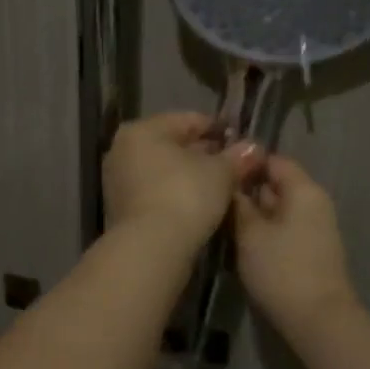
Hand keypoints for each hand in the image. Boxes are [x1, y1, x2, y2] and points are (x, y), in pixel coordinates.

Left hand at [103, 113, 261, 249]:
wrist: (150, 248)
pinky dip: (174, 193)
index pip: (188, 120)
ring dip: (189, 175)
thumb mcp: (220, 173)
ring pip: (163, 170)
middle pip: (172, 144)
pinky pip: (154, 191)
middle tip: (233, 166)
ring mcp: (117, 180)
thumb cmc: (185, 196)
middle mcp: (122, 149)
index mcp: (142, 130)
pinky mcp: (119, 208)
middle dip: (203, 153)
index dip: (218, 129)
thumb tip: (252, 148)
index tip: (241, 141)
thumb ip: (236, 157)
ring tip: (219, 186)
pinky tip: (197, 204)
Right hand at [232, 154, 358, 331]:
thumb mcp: (249, 233)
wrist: (317, 319)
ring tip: (220, 217)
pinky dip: (263, 229)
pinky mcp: (310, 249)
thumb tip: (229, 183)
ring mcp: (314, 227)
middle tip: (212, 196)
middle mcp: (313, 202)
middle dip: (246, 189)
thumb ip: (238, 204)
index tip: (216, 172)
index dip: (245, 163)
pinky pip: (283, 227)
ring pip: (277, 208)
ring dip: (252, 212)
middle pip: (276, 184)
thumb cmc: (281, 269)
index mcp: (303, 190)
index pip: (273, 160)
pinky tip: (240, 240)